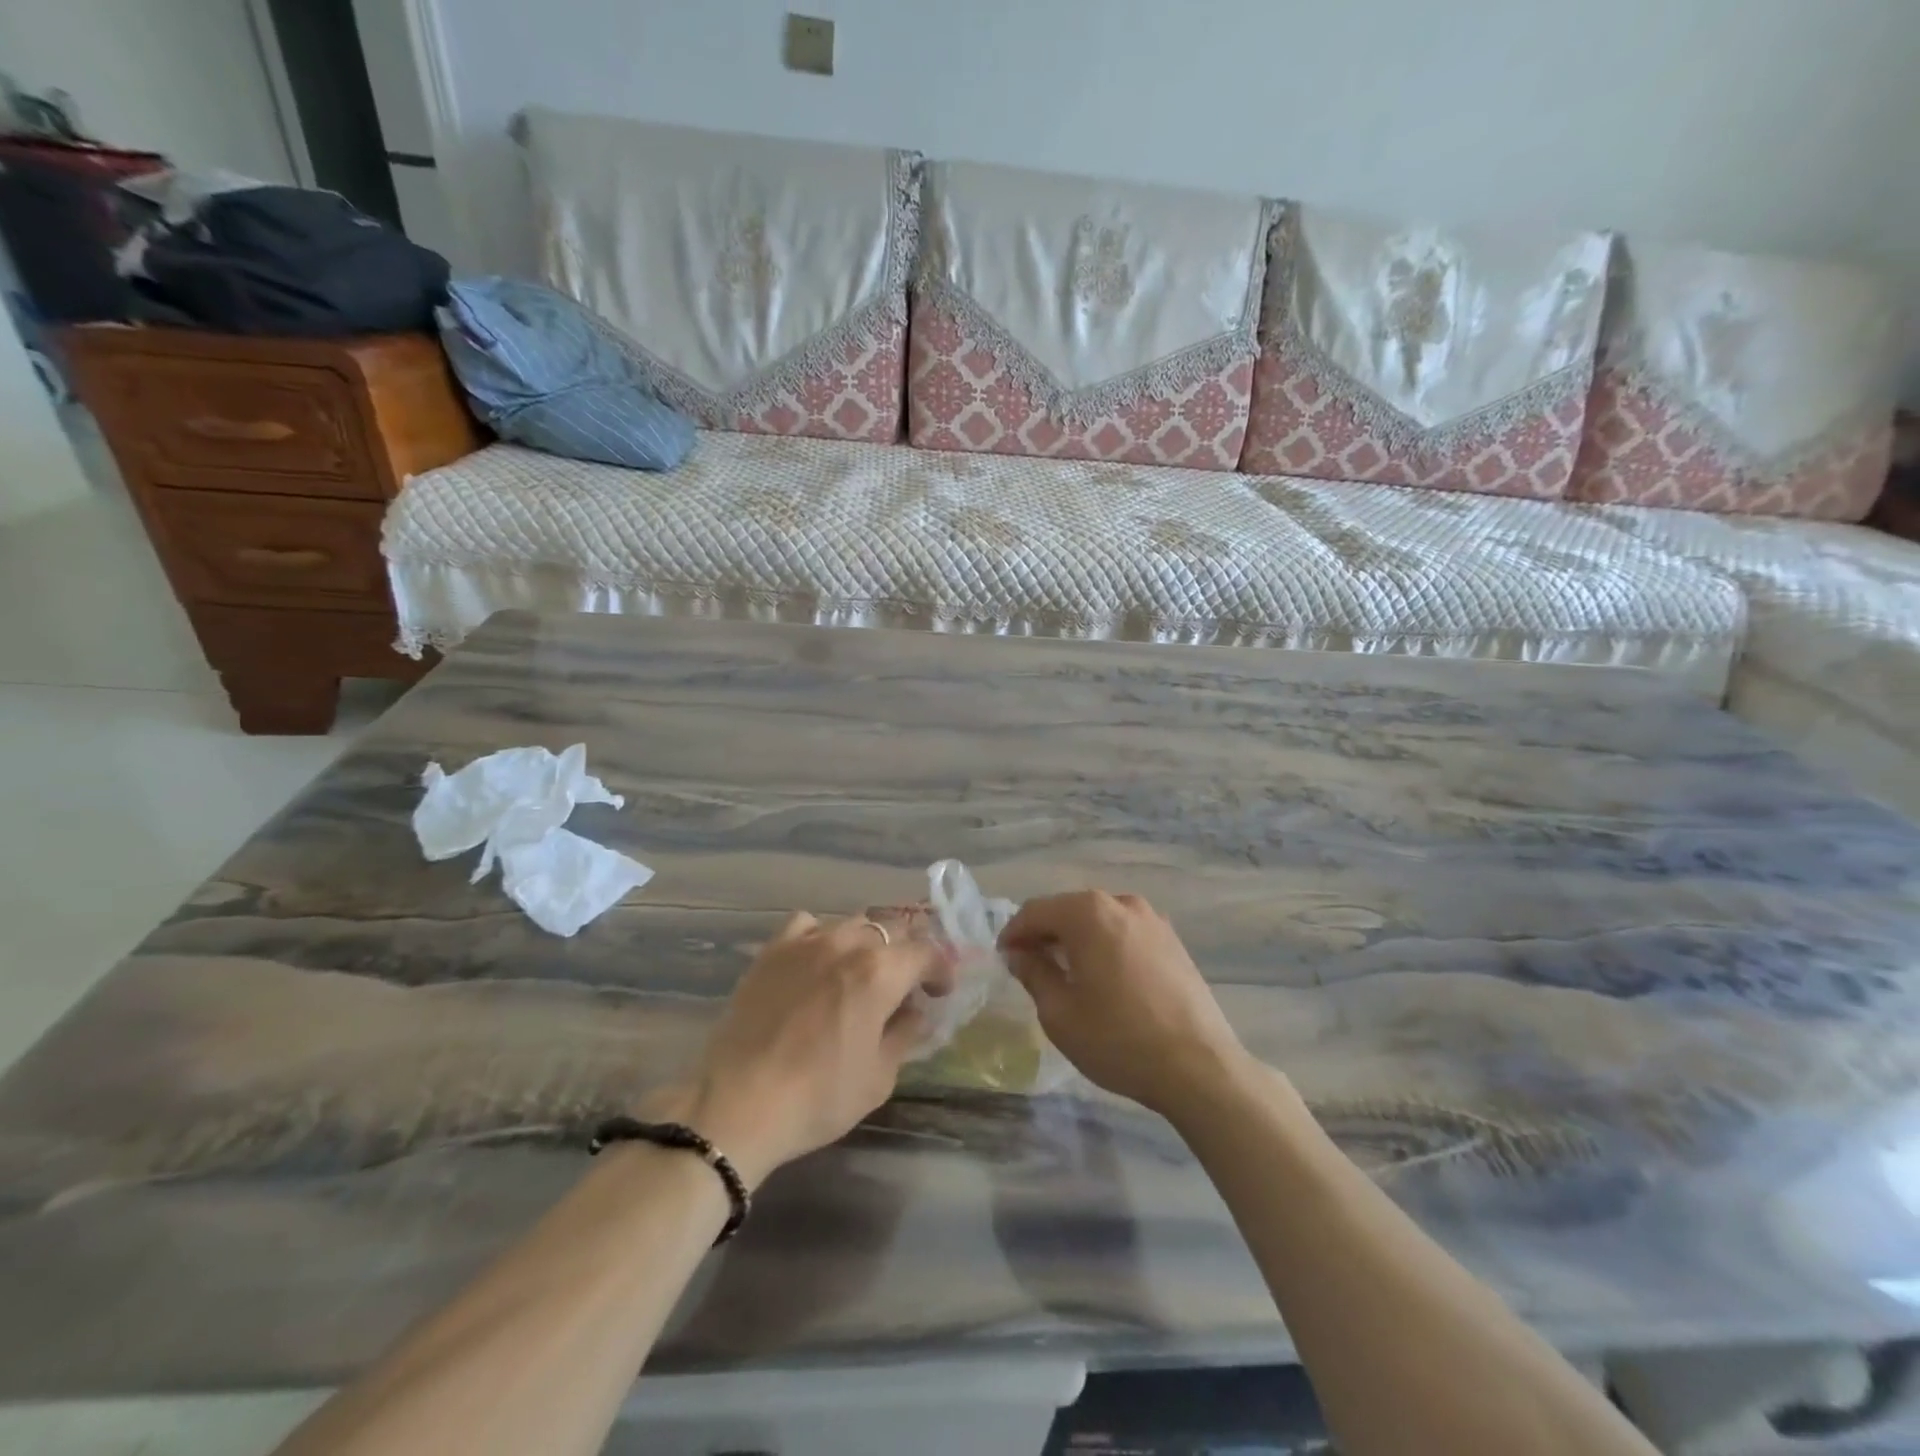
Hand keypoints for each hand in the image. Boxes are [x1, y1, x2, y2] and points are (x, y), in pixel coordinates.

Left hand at [658, 913, 952, 1187]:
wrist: (738, 1104)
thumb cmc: (818, 1097)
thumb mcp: (878, 1077)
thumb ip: (903, 1034)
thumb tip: (914, 1012)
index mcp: (880, 972)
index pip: (926, 952)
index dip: (941, 968)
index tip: (940, 991)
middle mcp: (846, 944)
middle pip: (892, 929)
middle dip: (907, 953)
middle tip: (906, 984)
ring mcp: (806, 942)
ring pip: (852, 924)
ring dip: (868, 943)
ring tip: (862, 972)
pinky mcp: (772, 951)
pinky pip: (806, 925)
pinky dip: (822, 935)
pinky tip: (818, 960)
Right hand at [999, 891, 1248, 1121]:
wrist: (1199, 1067)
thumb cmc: (1118, 1039)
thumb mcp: (1060, 1013)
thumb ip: (1034, 974)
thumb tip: (1019, 954)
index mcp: (1088, 913)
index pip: (1035, 911)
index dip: (1014, 934)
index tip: (1003, 958)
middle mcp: (1120, 903)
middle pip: (1068, 910)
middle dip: (1045, 934)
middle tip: (1029, 966)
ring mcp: (1152, 919)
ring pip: (1098, 920)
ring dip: (1076, 939)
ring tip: (1066, 973)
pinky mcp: (1173, 940)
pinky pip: (1124, 932)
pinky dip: (1105, 945)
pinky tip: (1104, 978)